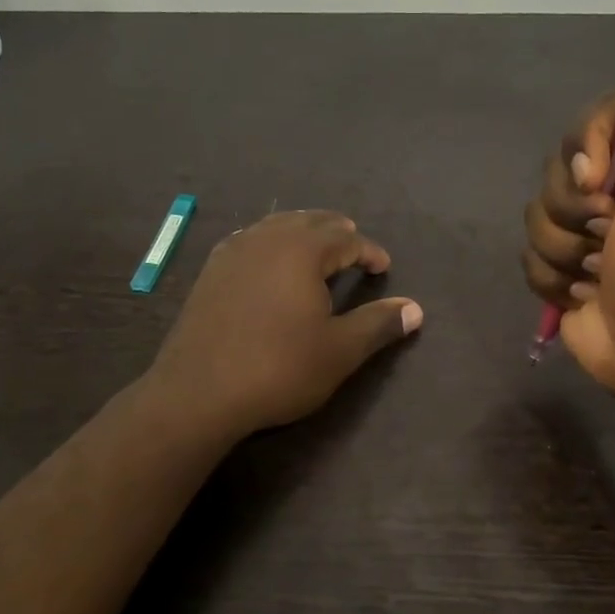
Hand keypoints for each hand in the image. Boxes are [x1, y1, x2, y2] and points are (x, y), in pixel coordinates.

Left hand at [150, 210, 423, 436]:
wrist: (198, 392)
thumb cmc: (278, 369)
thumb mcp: (339, 351)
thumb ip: (378, 324)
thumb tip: (415, 309)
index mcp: (301, 251)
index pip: (345, 239)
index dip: (369, 251)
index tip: (383, 268)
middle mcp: (266, 239)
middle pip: (309, 222)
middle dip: (336, 232)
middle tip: (353, 248)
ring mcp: (232, 252)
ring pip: (276, 226)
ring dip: (302, 233)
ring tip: (317, 250)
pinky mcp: (210, 272)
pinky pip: (249, 241)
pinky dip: (270, 243)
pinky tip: (269, 262)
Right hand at [522, 71, 614, 411]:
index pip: (598, 117)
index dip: (588, 144)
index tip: (601, 179)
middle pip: (559, 166)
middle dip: (572, 205)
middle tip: (607, 233)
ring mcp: (588, 232)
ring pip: (537, 213)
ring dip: (562, 247)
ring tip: (596, 272)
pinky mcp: (563, 270)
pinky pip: (529, 255)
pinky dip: (552, 278)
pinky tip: (582, 294)